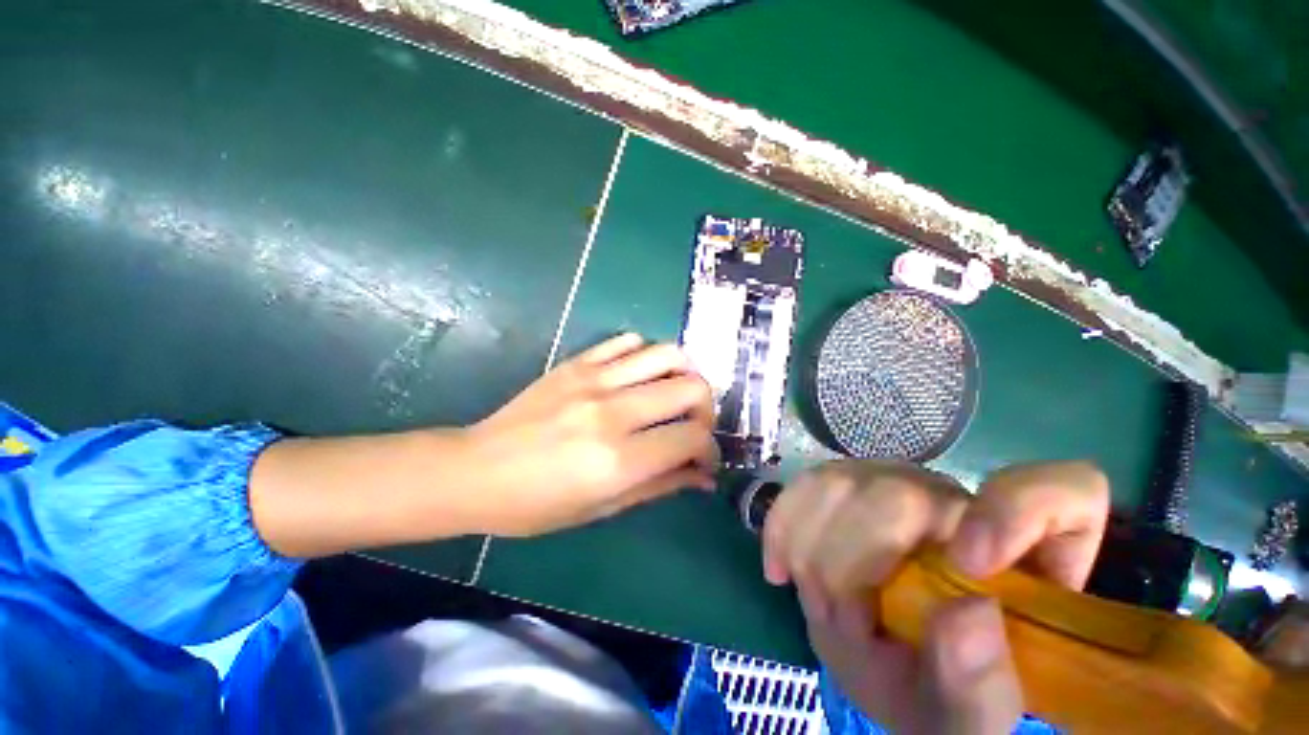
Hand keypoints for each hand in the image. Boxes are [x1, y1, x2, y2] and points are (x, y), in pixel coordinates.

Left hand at [465, 333, 718, 535]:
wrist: (477, 470)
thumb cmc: (539, 504)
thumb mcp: (604, 507)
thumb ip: (660, 485)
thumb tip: (703, 476)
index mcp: (620, 459)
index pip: (693, 437)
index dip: (709, 449)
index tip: (703, 459)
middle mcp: (614, 411)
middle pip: (691, 387)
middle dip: (706, 409)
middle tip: (693, 425)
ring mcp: (594, 379)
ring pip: (667, 354)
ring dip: (684, 374)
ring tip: (676, 393)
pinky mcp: (577, 362)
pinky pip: (629, 341)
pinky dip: (647, 355)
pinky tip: (640, 376)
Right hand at [762, 460, 1108, 734]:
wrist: (882, 667)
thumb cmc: (939, 695)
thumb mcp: (964, 718)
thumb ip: (979, 685)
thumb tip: (971, 613)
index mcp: (1022, 554)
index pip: (1059, 490)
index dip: (1015, 511)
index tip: (970, 567)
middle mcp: (955, 500)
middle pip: (898, 496)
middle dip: (854, 567)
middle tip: (842, 625)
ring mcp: (889, 482)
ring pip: (837, 485)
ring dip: (812, 554)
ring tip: (816, 604)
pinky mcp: (840, 483)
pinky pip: (802, 488)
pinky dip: (782, 528)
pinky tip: (780, 568)